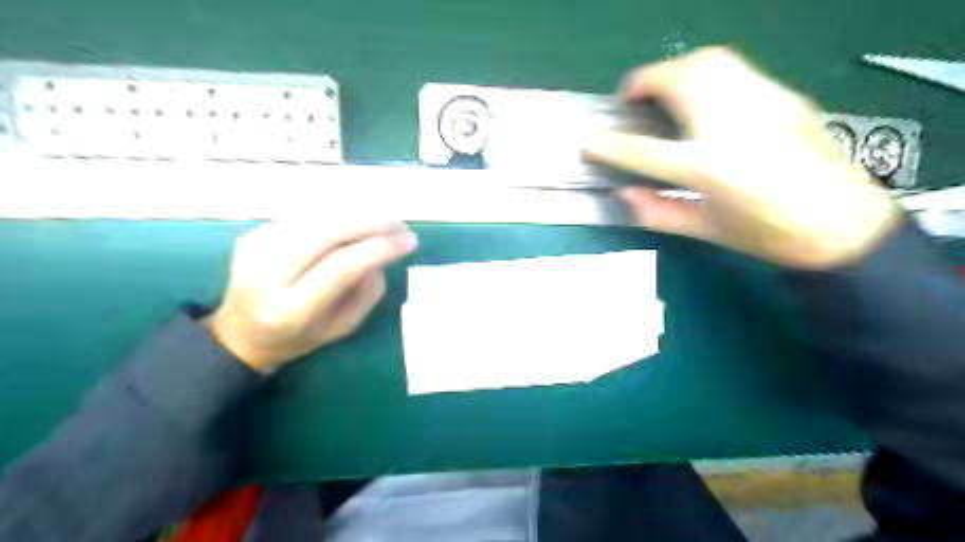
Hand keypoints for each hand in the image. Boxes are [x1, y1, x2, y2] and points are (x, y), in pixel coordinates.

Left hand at [203, 215, 414, 372]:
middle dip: (370, 222)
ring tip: (384, 221)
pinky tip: (354, 223)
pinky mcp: (252, 234)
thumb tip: (383, 251)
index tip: (409, 240)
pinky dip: (336, 215)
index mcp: (289, 310)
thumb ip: (367, 292)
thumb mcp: (342, 327)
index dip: (379, 248)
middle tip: (400, 225)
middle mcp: (265, 274)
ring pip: (316, 217)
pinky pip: (305, 216)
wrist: (241, 332)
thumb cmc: (299, 337)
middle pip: (326, 232)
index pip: (340, 266)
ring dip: (356, 214)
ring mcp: (254, 248)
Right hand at [584, 47, 900, 268]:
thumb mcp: (705, 230)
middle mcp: (732, 126)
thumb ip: (658, 211)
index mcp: (709, 168)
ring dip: (674, 70)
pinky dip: (705, 71)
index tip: (589, 141)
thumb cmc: (768, 235)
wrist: (844, 224)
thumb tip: (624, 194)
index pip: (644, 150)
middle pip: (678, 83)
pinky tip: (701, 94)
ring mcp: (761, 103)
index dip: (610, 145)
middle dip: (644, 83)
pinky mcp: (783, 95)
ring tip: (661, 90)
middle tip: (629, 100)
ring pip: (708, 62)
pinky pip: (734, 67)